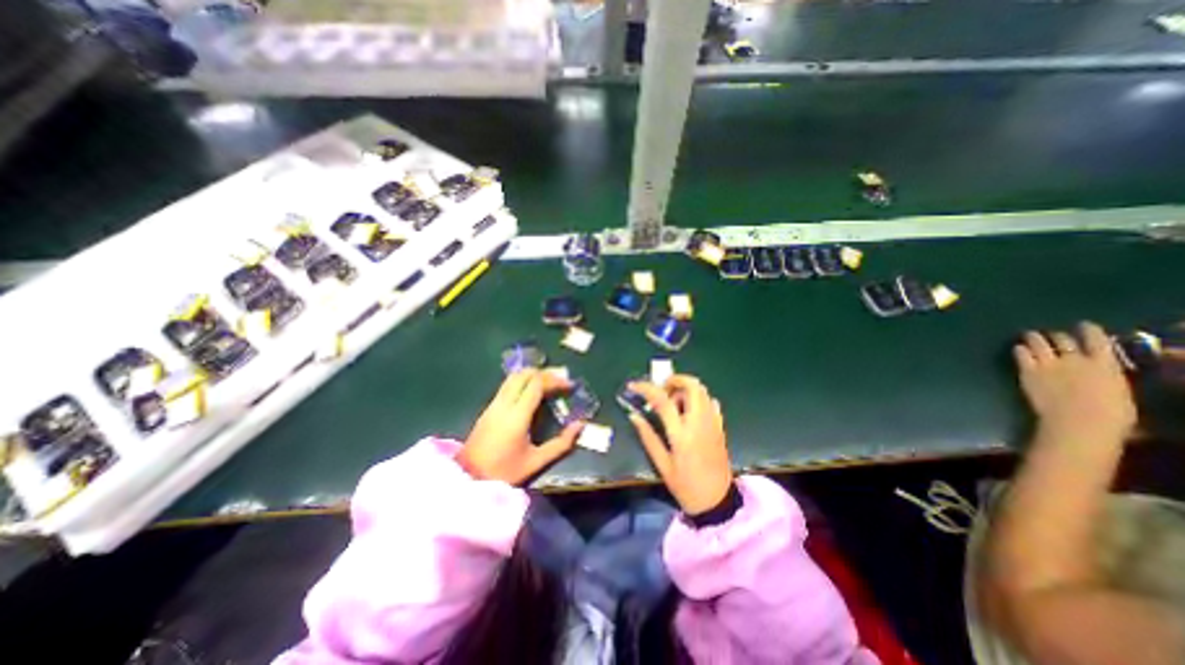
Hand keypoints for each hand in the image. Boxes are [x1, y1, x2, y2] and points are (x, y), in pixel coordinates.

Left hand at [454, 367, 583, 484]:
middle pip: (524, 374)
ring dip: (532, 375)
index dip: (555, 380)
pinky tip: (531, 394)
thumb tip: (580, 425)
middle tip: (560, 382)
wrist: (467, 479)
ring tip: (548, 385)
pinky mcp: (488, 409)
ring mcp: (493, 404)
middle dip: (544, 373)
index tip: (569, 386)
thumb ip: (561, 443)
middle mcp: (504, 404)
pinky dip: (522, 382)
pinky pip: (507, 386)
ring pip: (513, 377)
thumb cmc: (504, 472)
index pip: (536, 384)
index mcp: (517, 415)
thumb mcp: (536, 461)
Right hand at [629, 373, 733, 512]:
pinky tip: (689, 413)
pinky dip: (698, 399)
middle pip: (692, 386)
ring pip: (703, 391)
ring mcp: (713, 423)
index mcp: (681, 434)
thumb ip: (648, 437)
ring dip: (685, 390)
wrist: (717, 502)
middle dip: (674, 380)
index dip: (646, 388)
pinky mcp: (720, 427)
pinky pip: (711, 402)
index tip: (633, 385)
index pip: (662, 400)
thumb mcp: (662, 464)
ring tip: (673, 405)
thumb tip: (634, 415)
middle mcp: (699, 423)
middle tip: (661, 391)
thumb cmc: (685, 486)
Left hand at [1015, 319, 1131, 440]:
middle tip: (1052, 335)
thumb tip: (1100, 375)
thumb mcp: (1118, 390)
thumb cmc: (1111, 414)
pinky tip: (1017, 348)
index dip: (1088, 330)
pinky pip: (1021, 355)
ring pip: (1038, 343)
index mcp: (1105, 364)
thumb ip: (1106, 377)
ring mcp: (1048, 364)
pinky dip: (1019, 350)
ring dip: (1033, 337)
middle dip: (1057, 335)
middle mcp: (1075, 359)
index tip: (1083, 325)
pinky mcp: (1028, 371)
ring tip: (1029, 335)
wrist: (1079, 420)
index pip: (1097, 339)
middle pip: (1063, 339)